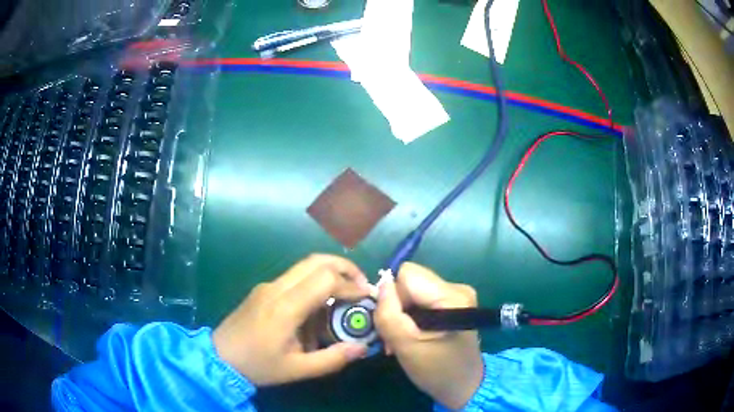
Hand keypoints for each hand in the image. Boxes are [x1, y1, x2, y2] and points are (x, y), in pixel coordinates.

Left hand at [213, 254, 371, 385]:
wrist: (219, 357)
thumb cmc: (258, 365)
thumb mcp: (297, 369)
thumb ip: (332, 359)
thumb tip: (362, 348)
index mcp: (285, 307)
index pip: (325, 279)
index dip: (350, 285)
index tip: (366, 297)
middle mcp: (276, 288)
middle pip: (315, 261)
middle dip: (344, 267)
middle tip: (361, 285)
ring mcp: (268, 286)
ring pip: (304, 266)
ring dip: (329, 274)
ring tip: (344, 297)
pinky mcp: (263, 290)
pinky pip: (294, 279)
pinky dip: (314, 284)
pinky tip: (317, 310)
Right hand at [374, 262, 483, 409]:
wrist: (463, 385)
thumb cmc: (436, 370)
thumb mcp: (406, 346)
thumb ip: (389, 313)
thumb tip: (381, 284)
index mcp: (452, 296)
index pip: (407, 274)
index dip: (392, 295)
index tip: (391, 322)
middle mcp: (457, 288)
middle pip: (410, 282)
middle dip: (395, 307)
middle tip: (393, 337)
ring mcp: (456, 295)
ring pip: (412, 292)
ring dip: (401, 315)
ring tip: (400, 340)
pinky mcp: (453, 304)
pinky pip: (421, 300)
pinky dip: (411, 318)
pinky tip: (411, 337)